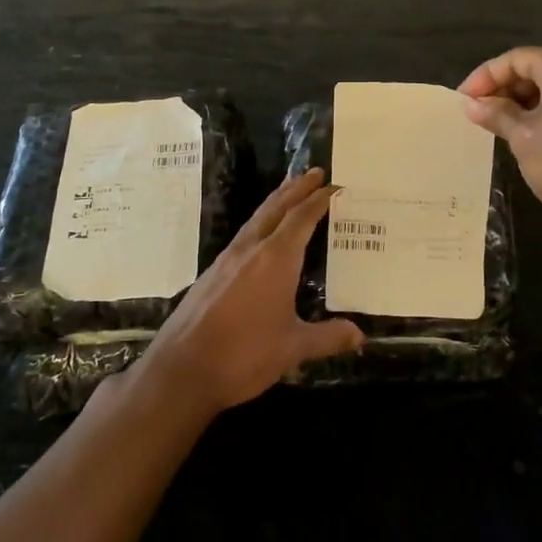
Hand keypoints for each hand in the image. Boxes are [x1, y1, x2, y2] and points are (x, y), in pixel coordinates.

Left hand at [133, 169, 363, 416]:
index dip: (319, 200)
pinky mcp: (212, 273)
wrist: (182, 369)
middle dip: (297, 188)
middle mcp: (251, 249)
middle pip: (277, 208)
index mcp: (276, 258)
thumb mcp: (293, 348)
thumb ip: (327, 337)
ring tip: (289, 191)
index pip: (302, 218)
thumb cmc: (244, 354)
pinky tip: (261, 234)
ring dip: (276, 201)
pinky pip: (243, 235)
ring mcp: (227, 259)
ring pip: (256, 219)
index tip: (335, 185)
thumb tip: (360, 335)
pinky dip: (260, 222)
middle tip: (314, 172)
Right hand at [459, 47, 541, 231]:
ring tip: (500, 126)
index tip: (463, 101)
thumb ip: (497, 114)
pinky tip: (532, 135)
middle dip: (505, 89)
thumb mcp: (524, 138)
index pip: (516, 59)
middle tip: (479, 114)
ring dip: (525, 102)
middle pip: (538, 68)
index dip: (484, 77)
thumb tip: (472, 104)